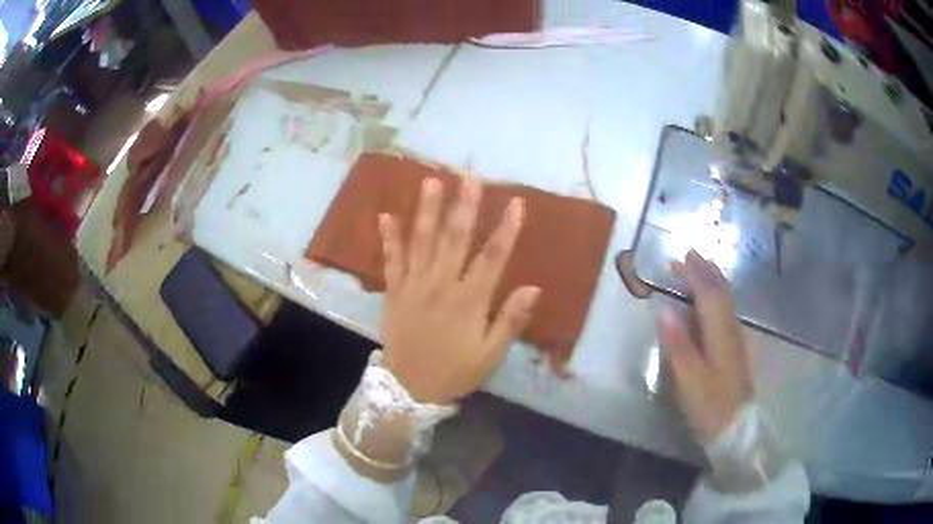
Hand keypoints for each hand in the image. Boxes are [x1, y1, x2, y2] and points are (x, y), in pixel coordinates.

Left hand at [378, 176, 540, 404]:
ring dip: (427, 210)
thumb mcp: (490, 355)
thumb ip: (510, 321)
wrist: (408, 388)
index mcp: (469, 300)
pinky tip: (387, 215)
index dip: (506, 229)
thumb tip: (533, 287)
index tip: (517, 203)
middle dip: (464, 206)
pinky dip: (389, 238)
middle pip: (455, 239)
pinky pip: (391, 261)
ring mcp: (414, 285)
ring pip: (422, 241)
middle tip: (470, 177)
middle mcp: (441, 285)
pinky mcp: (394, 291)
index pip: (493, 257)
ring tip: (432, 182)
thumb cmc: (455, 371)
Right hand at [658, 250, 752, 444]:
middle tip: (691, 254)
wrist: (736, 429)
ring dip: (715, 281)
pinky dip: (720, 297)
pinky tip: (717, 301)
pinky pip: (729, 312)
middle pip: (722, 293)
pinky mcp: (737, 350)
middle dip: (706, 272)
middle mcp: (732, 330)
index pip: (708, 295)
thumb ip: (678, 343)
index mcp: (720, 334)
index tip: (679, 258)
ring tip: (704, 267)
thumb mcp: (689, 378)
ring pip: (728, 302)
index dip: (694, 275)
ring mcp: (737, 340)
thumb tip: (664, 308)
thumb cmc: (709, 405)